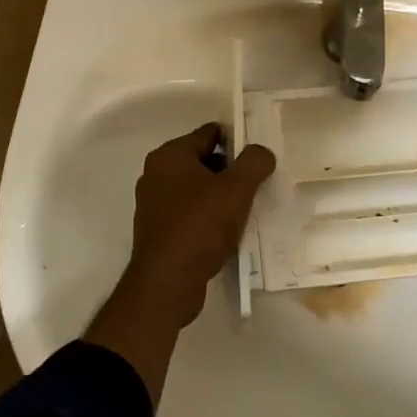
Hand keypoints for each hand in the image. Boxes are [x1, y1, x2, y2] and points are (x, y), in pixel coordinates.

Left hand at [124, 123, 275, 328]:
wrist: (167, 283)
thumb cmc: (200, 227)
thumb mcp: (236, 189)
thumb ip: (254, 162)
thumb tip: (262, 151)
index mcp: (169, 155)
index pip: (209, 133)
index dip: (238, 140)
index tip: (259, 157)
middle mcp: (156, 174)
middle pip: (203, 160)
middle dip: (231, 170)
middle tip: (257, 185)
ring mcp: (154, 203)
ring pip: (197, 188)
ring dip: (221, 195)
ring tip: (247, 209)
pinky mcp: (158, 230)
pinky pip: (189, 212)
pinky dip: (208, 216)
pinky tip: (227, 231)